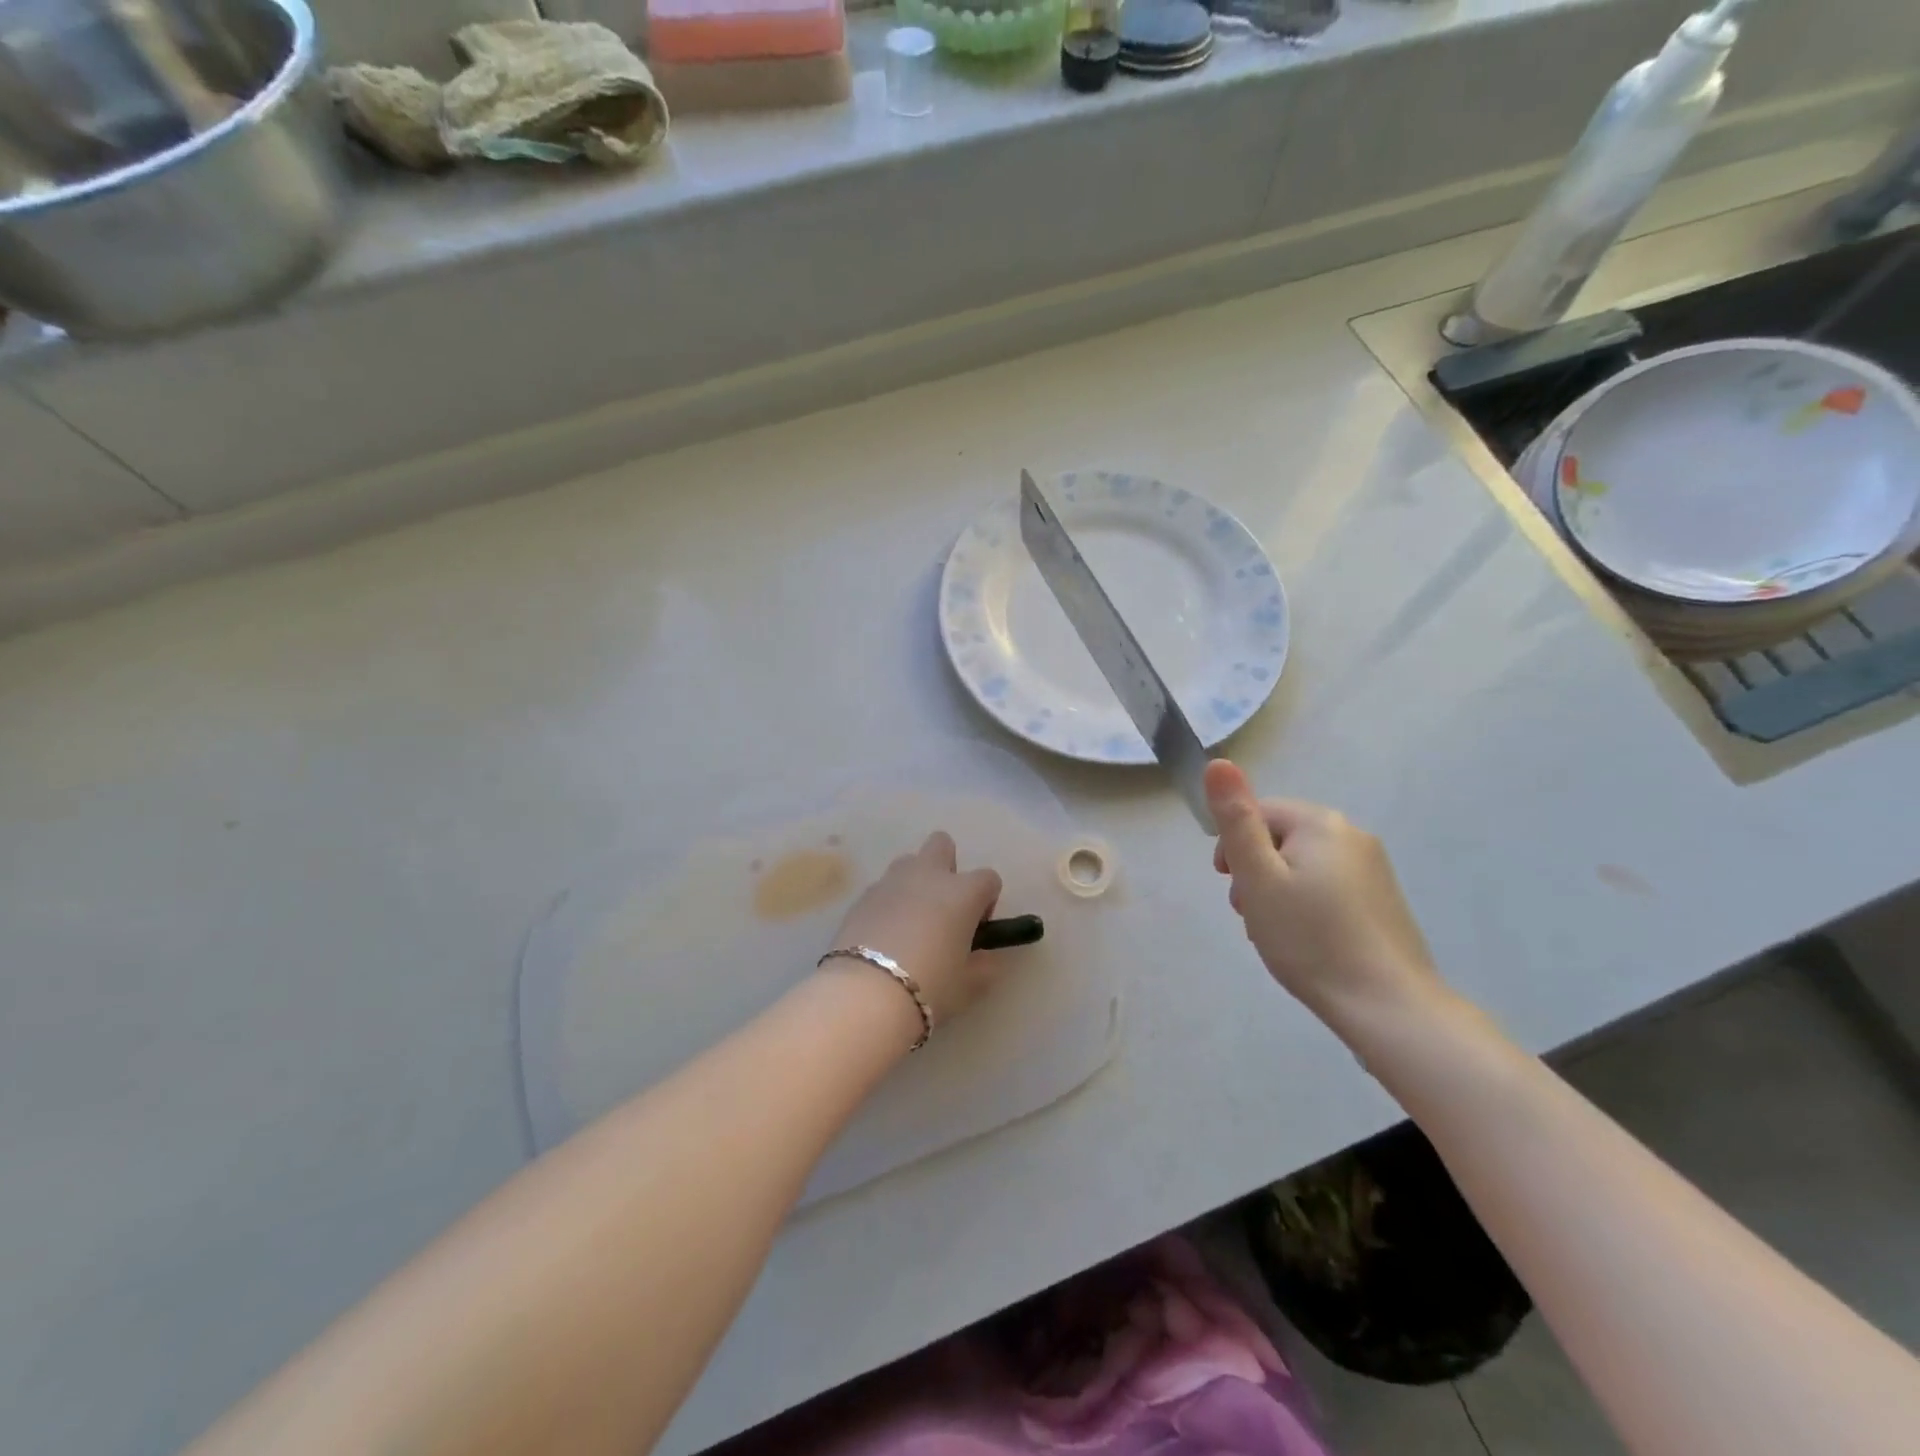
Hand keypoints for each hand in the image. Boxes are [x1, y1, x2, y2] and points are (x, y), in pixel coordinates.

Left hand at [829, 832, 1006, 1025]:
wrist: (866, 994)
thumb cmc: (930, 986)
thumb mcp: (969, 985)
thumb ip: (984, 965)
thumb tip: (984, 957)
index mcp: (962, 892)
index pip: (989, 878)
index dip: (987, 901)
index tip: (977, 929)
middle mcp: (928, 875)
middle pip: (942, 844)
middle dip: (947, 867)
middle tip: (943, 908)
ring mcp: (891, 882)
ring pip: (908, 862)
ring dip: (915, 882)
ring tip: (910, 922)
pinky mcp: (862, 896)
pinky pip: (883, 888)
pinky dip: (888, 903)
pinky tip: (884, 936)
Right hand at [1206, 760, 1446, 1032]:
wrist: (1387, 1005)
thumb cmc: (1310, 938)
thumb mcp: (1258, 878)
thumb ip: (1236, 820)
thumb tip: (1218, 762)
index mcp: (1320, 823)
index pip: (1257, 813)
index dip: (1233, 847)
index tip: (1228, 885)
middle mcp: (1351, 834)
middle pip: (1280, 838)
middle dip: (1255, 871)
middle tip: (1250, 913)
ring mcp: (1372, 867)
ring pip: (1302, 864)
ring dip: (1277, 889)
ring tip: (1274, 931)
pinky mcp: (1381, 897)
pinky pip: (1327, 885)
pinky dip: (1305, 903)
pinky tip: (1304, 938)